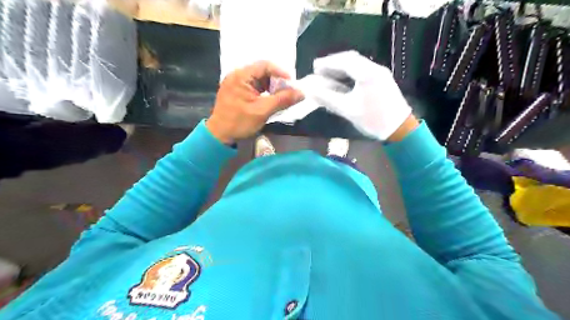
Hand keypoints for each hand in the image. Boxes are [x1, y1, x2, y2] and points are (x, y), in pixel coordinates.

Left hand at [207, 62, 304, 143]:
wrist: (219, 135)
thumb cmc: (239, 122)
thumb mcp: (263, 111)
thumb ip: (283, 100)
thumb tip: (301, 93)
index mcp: (241, 76)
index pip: (265, 65)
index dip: (281, 72)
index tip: (292, 84)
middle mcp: (237, 75)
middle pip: (262, 71)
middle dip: (277, 81)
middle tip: (288, 92)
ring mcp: (236, 83)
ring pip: (259, 79)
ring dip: (271, 87)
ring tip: (281, 97)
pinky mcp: (236, 91)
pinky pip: (254, 86)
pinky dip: (264, 92)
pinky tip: (270, 100)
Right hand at [310, 49, 411, 139]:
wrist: (400, 129)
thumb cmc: (373, 119)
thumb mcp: (347, 110)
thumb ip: (327, 98)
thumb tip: (309, 90)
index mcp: (367, 73)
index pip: (344, 61)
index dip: (327, 63)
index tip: (314, 67)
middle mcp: (375, 69)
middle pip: (351, 59)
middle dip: (334, 63)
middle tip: (320, 70)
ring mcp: (381, 74)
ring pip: (358, 65)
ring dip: (342, 68)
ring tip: (329, 76)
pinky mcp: (383, 81)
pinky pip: (364, 71)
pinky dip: (351, 73)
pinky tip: (344, 82)